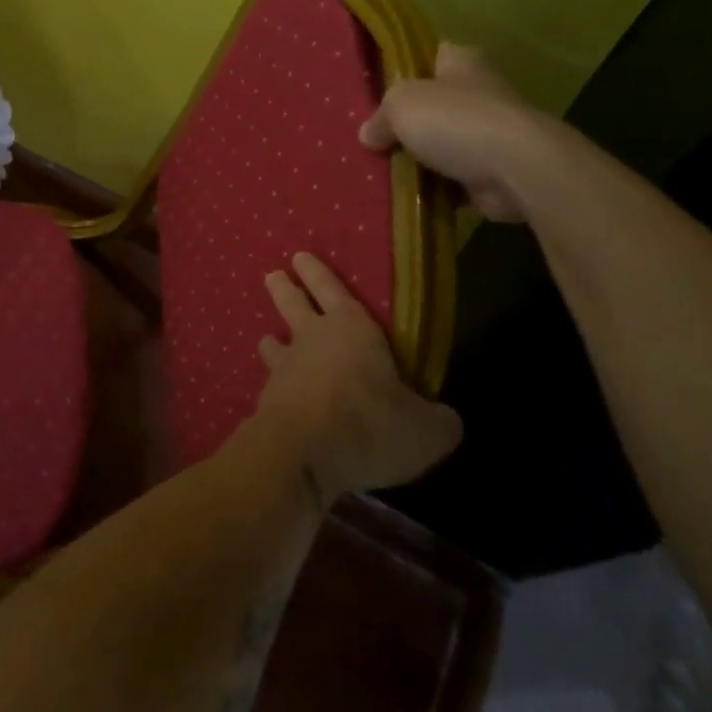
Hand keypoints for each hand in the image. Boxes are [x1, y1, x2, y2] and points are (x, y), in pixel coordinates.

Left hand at [252, 253, 464, 501]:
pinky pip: (269, 387)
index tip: (300, 256)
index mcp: (352, 330)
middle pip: (292, 304)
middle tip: (273, 275)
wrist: (302, 455)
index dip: (317, 272)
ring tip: (267, 338)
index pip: (332, 290)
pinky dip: (272, 388)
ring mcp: (283, 370)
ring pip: (273, 344)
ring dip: (271, 340)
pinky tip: (273, 397)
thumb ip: (439, 421)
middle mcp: (312, 340)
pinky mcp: (265, 402)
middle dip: (284, 288)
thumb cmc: (369, 425)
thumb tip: (446, 419)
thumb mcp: (427, 431)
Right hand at [359, 43, 545, 221]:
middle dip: (409, 123)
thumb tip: (368, 136)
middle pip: (434, 104)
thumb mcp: (400, 106)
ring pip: (443, 144)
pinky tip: (409, 195)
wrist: (516, 169)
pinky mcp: (494, 170)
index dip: (407, 70)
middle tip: (374, 139)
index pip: (432, 56)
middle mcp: (479, 92)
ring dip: (421, 160)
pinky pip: (454, 178)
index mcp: (462, 63)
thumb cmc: (456, 121)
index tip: (381, 91)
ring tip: (383, 172)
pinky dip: (436, 188)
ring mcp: (490, 133)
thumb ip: (380, 118)